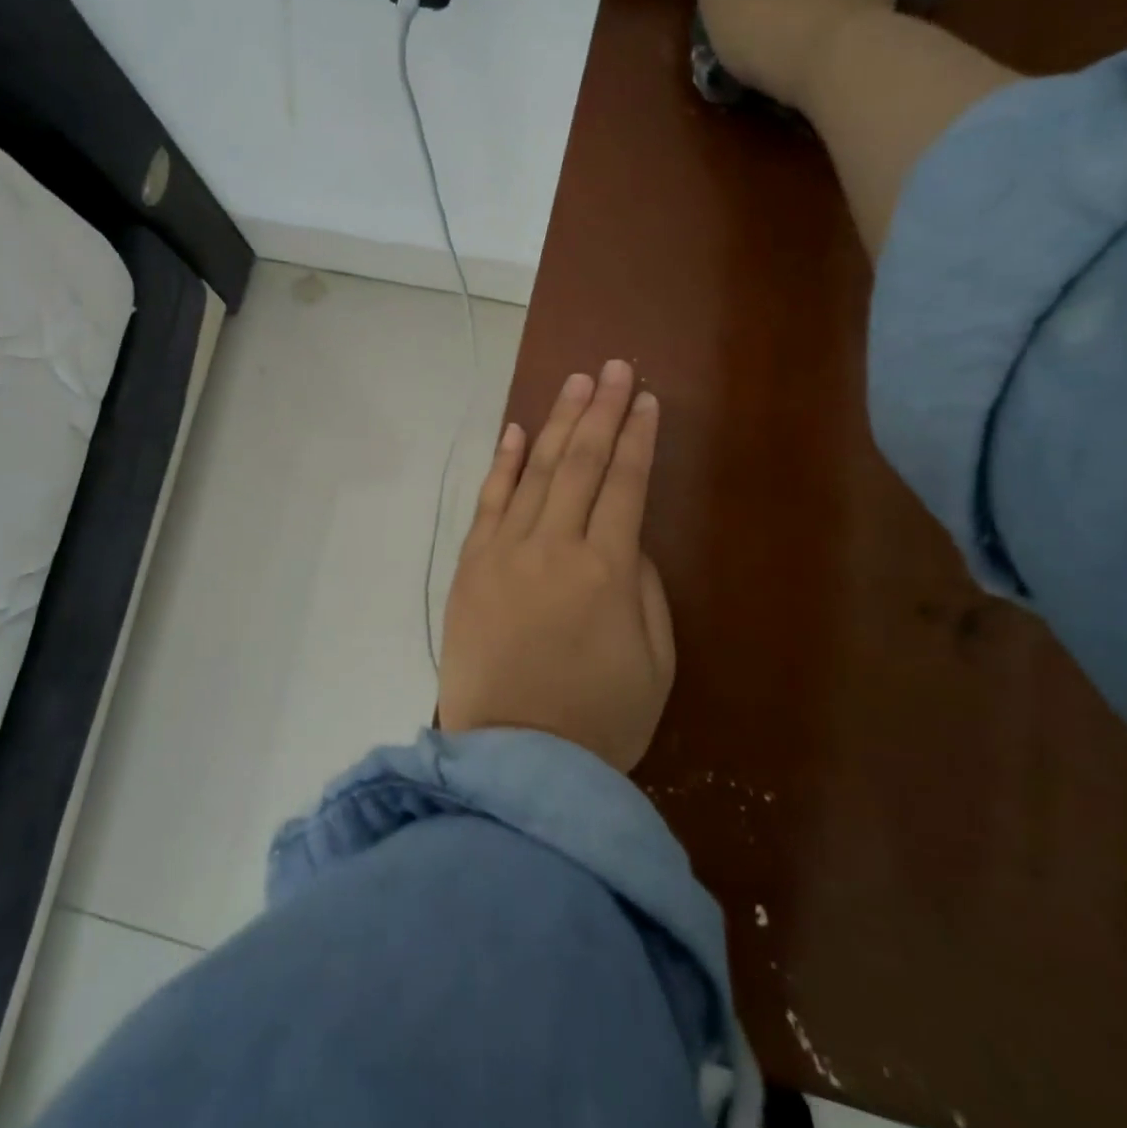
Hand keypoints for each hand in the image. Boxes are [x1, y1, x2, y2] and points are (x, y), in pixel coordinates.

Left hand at [438, 360, 675, 773]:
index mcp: (607, 569)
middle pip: (579, 462)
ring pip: (534, 471)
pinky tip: (514, 431)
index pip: (626, 483)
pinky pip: (488, 503)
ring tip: (574, 383)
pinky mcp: (471, 566)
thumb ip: (644, 590)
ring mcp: (504, 552)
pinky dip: (502, 464)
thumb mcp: (655, 663)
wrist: (513, 760)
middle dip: (600, 410)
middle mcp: (554, 546)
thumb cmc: (598, 721)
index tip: (645, 399)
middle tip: (613, 367)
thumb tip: (626, 541)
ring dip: (555, 422)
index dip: (637, 437)